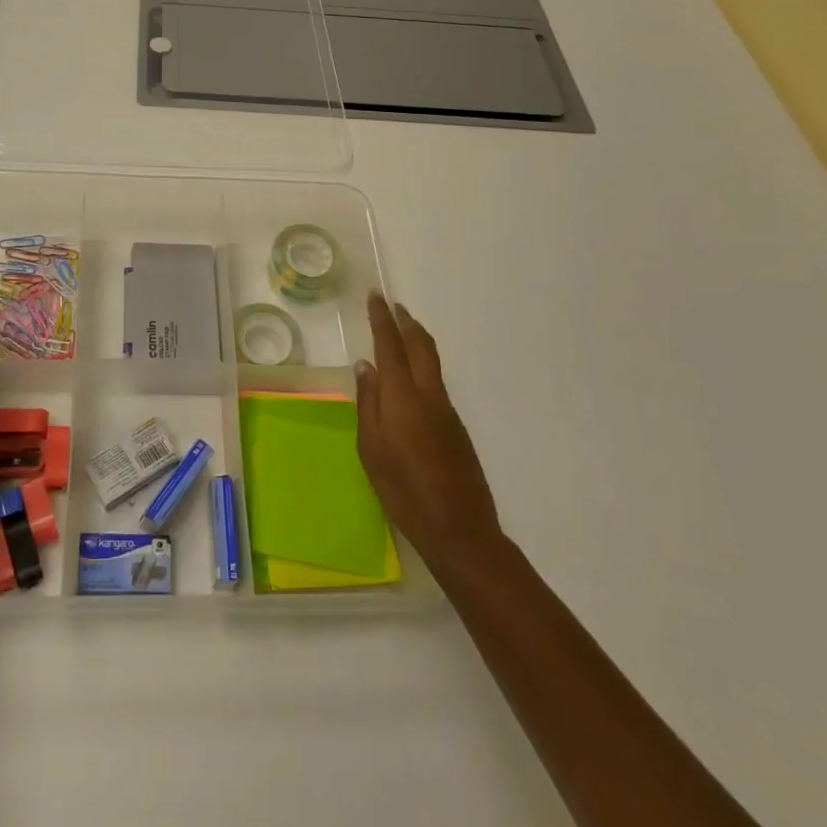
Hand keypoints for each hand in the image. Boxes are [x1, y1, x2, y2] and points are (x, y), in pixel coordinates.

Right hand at [355, 293, 504, 580]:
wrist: (461, 530)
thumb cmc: (404, 492)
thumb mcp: (371, 450)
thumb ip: (368, 404)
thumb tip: (366, 367)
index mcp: (403, 397)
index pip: (391, 346)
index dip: (382, 319)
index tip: (376, 296)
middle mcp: (429, 395)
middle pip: (421, 345)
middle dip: (406, 321)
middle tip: (392, 305)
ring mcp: (447, 410)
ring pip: (432, 361)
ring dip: (417, 339)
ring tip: (401, 330)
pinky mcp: (456, 426)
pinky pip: (436, 381)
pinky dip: (423, 363)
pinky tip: (410, 376)